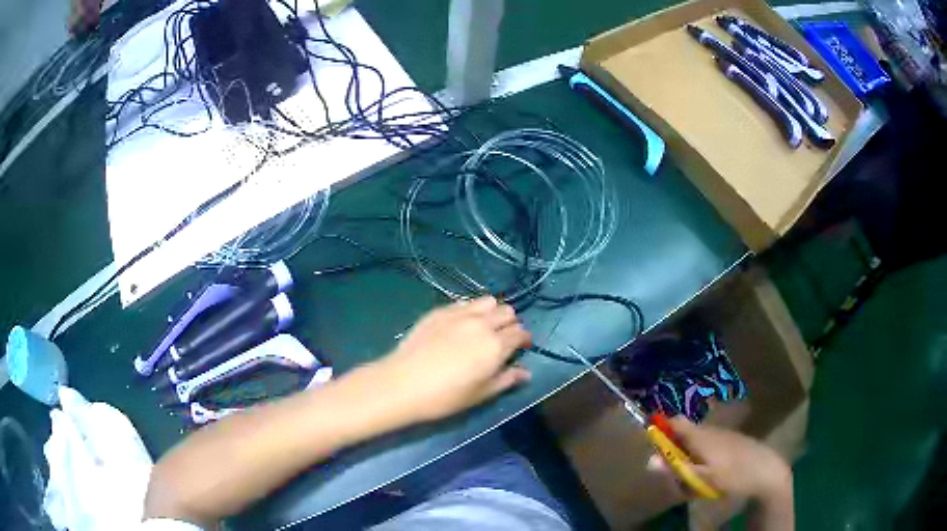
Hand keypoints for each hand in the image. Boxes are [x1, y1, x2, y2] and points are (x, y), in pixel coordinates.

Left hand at [373, 296, 531, 422]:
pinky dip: (472, 310)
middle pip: (507, 312)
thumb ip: (506, 379)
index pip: (520, 333)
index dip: (524, 340)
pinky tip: (461, 326)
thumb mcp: (481, 394)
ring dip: (492, 312)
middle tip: (502, 339)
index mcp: (496, 345)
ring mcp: (460, 314)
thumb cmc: (445, 396)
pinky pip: (465, 303)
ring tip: (483, 328)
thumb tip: (525, 372)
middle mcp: (482, 324)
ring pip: (488, 301)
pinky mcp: (440, 311)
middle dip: (510, 324)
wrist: (403, 383)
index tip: (521, 349)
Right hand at [650, 417, 791, 502]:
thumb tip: (649, 460)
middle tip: (674, 471)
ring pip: (697, 439)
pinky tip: (710, 471)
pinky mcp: (731, 439)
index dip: (661, 427)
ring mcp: (722, 433)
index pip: (675, 421)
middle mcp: (710, 429)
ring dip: (689, 453)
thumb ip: (678, 470)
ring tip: (692, 476)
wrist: (767, 469)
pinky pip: (709, 443)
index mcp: (700, 436)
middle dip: (674, 448)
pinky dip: (702, 454)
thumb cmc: (734, 474)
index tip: (652, 443)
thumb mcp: (704, 478)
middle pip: (684, 432)